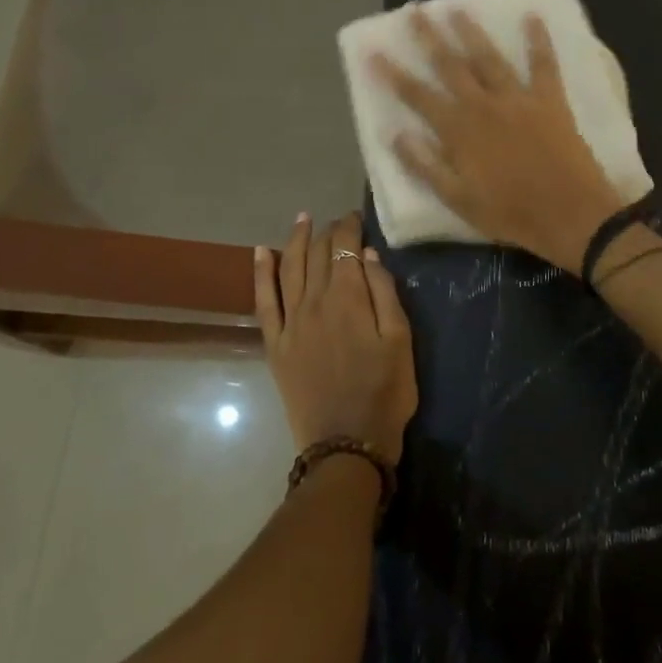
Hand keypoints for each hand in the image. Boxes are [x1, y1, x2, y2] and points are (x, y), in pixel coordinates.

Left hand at [254, 211, 417, 465]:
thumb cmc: (384, 393)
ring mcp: (290, 323)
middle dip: (327, 232)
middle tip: (337, 222)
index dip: (350, 227)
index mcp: (348, 298)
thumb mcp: (401, 341)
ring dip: (295, 240)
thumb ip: (384, 293)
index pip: (344, 248)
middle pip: (317, 254)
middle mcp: (314, 302)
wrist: (346, 445)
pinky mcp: (275, 344)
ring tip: (302, 219)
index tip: (357, 217)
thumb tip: (367, 255)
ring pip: (288, 268)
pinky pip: (263, 301)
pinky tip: (260, 253)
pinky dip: (260, 274)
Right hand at [371, 8, 632, 272]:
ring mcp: (519, 99)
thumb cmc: (512, 214)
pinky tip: (533, 16)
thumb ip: (426, 166)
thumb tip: (395, 135)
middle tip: (414, 11)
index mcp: (459, 132)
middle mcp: (484, 106)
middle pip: (451, 65)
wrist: (572, 216)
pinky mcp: (551, 100)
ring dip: (471, 31)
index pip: (418, 96)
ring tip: (456, 8)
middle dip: (429, 37)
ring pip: (489, 57)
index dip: (393, 74)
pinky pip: (544, 64)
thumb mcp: (459, 201)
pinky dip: (538, 40)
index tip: (374, 51)